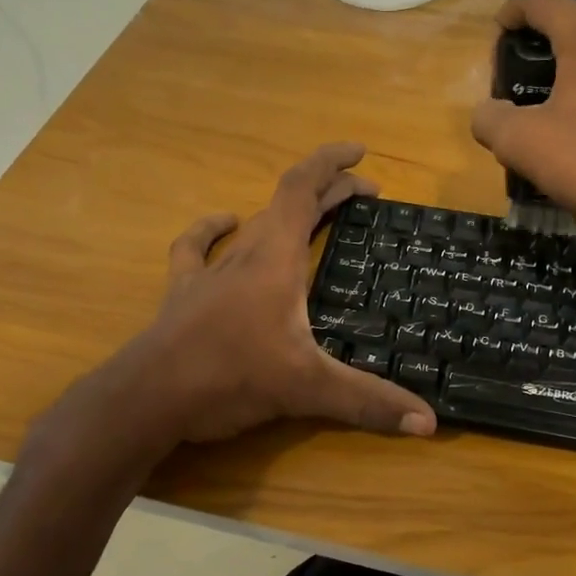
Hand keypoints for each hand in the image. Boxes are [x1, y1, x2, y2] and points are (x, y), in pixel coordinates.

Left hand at [74, 143, 436, 448]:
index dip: (331, 164)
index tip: (359, 152)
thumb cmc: (230, 377)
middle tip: (362, 195)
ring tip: (312, 212)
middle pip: (287, 204)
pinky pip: (198, 250)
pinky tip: (226, 224)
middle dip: (327, 192)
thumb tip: (428, 423)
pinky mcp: (183, 294)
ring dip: (285, 212)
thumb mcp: (307, 388)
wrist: (147, 398)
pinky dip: (214, 231)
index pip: (302, 189)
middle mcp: (244, 255)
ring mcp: (210, 273)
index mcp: (276, 259)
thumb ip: (368, 402)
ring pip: (252, 225)